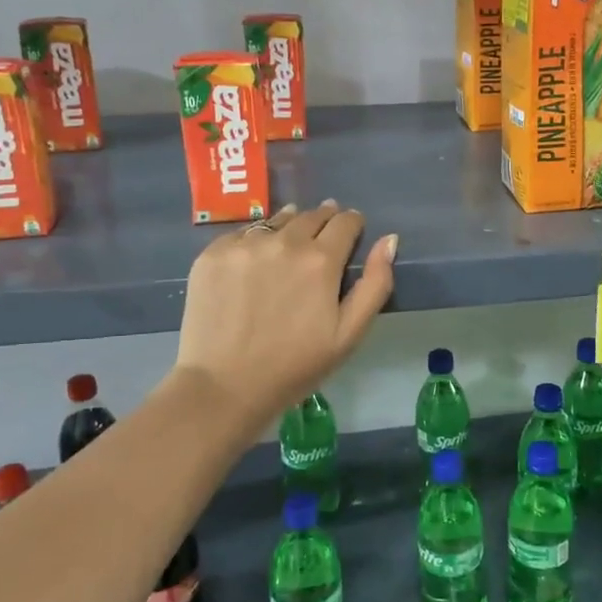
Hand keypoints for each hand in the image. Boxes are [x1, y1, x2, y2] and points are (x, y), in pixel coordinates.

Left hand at [174, 201, 396, 434]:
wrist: (225, 386)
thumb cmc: (295, 366)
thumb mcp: (349, 334)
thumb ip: (375, 283)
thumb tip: (389, 239)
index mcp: (321, 260)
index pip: (346, 222)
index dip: (352, 225)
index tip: (351, 235)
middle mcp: (284, 241)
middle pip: (312, 215)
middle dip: (323, 222)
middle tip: (322, 240)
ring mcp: (244, 245)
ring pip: (277, 220)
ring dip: (289, 227)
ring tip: (289, 245)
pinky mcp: (213, 253)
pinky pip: (242, 234)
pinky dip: (255, 241)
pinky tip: (254, 263)